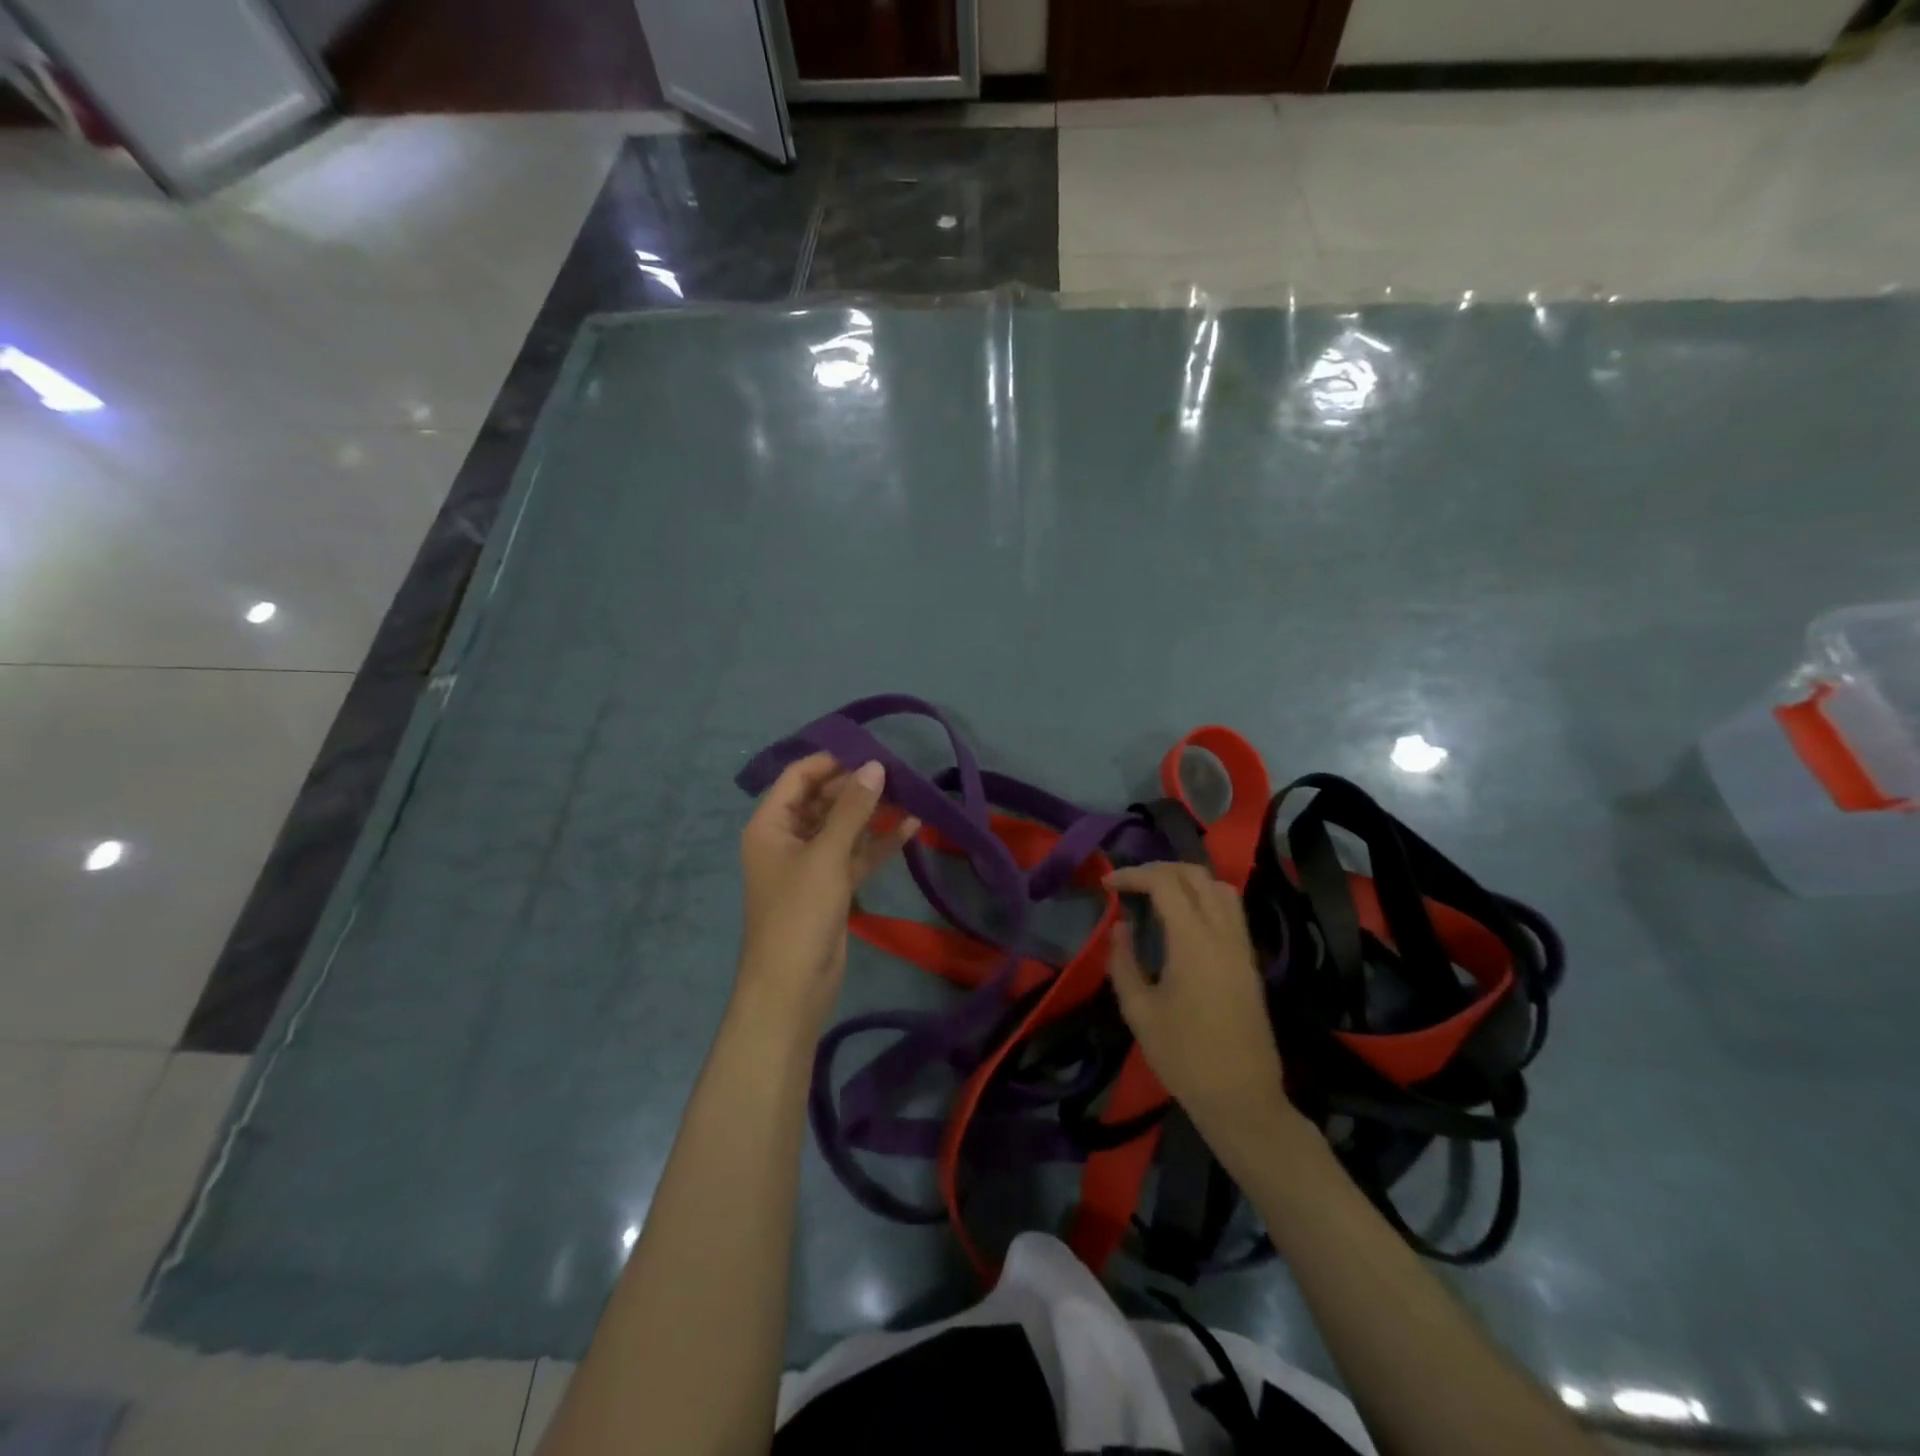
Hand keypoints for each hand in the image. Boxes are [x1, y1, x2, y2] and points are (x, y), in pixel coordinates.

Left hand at [737, 754, 918, 1029]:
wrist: (792, 986)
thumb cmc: (800, 912)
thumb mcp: (826, 855)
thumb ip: (853, 809)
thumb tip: (875, 766)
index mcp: (770, 824)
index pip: (799, 776)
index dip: (832, 761)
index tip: (871, 750)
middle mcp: (787, 838)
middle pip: (822, 799)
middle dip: (857, 786)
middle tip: (898, 772)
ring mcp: (810, 864)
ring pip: (843, 827)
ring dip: (872, 813)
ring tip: (910, 793)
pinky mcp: (831, 887)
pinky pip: (855, 855)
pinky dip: (878, 843)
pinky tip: (911, 827)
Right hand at [1104, 863, 1298, 1163]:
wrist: (1242, 1099)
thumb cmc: (1184, 1058)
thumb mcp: (1139, 1012)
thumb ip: (1124, 962)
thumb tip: (1121, 927)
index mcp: (1194, 943)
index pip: (1165, 884)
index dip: (1134, 875)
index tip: (1108, 884)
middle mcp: (1223, 935)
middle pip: (1196, 875)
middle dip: (1159, 869)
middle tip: (1129, 884)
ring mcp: (1242, 947)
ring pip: (1220, 888)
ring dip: (1186, 880)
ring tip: (1156, 894)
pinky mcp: (1249, 962)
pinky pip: (1231, 910)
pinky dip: (1204, 897)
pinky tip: (1182, 918)